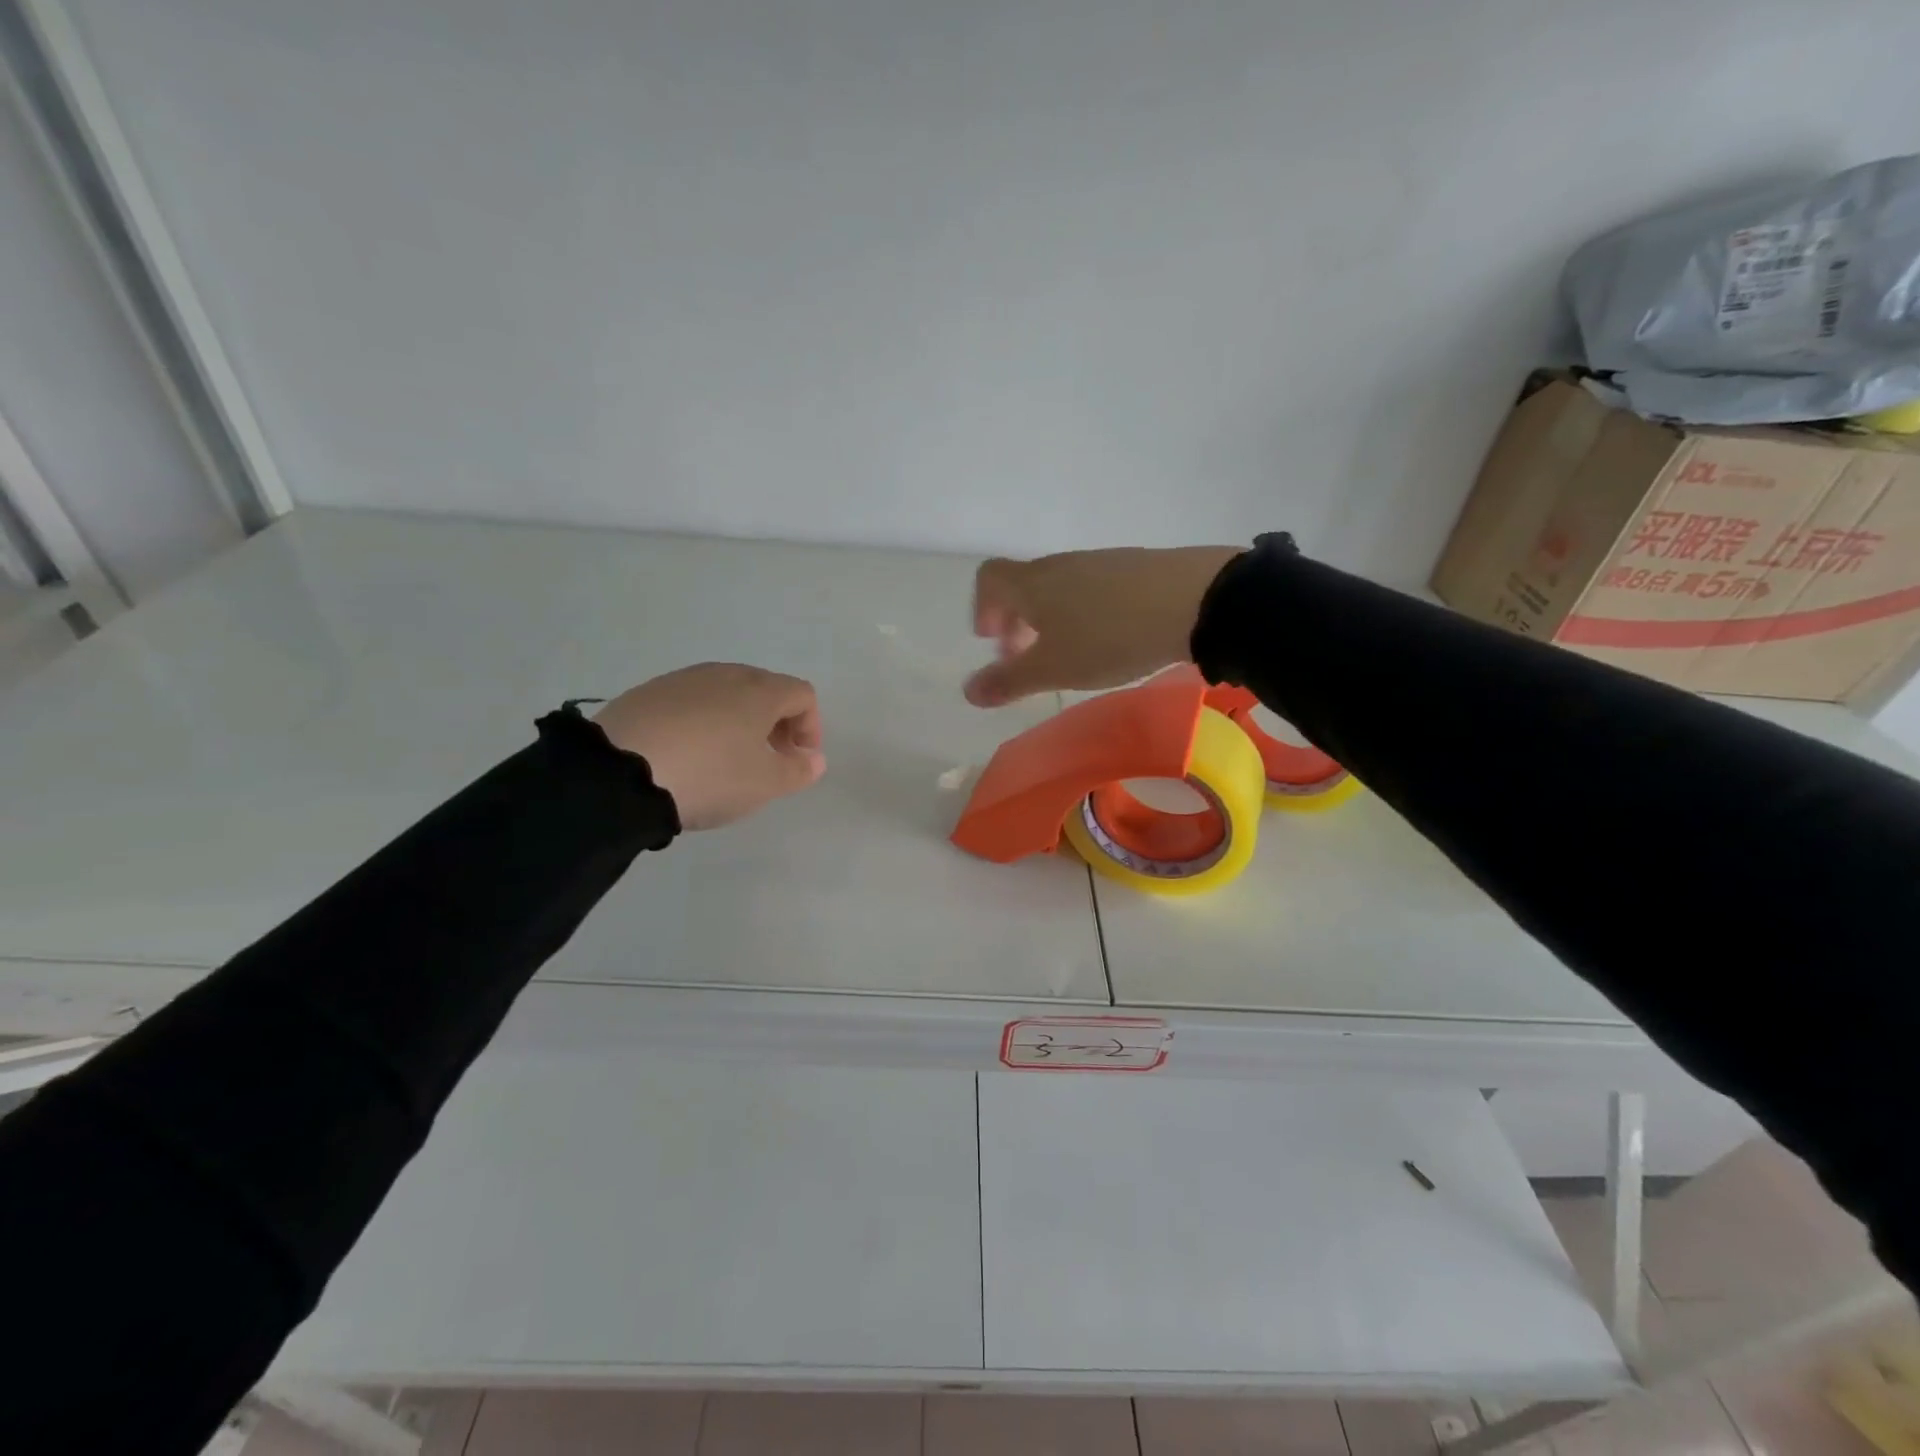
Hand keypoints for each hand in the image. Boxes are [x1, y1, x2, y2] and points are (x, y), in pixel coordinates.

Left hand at [593, 663, 824, 829]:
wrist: (619, 772)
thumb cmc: (710, 775)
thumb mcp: (764, 784)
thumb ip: (798, 770)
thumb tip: (813, 759)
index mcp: (760, 691)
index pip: (802, 694)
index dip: (810, 726)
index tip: (799, 760)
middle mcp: (725, 674)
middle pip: (764, 689)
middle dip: (775, 722)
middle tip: (768, 759)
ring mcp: (683, 680)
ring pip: (725, 693)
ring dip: (738, 721)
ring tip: (726, 758)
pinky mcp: (647, 692)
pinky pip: (690, 702)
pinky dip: (701, 722)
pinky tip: (687, 753)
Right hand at [964, 546, 1241, 705]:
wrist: (1194, 601)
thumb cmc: (1109, 636)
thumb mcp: (1054, 669)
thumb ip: (1009, 680)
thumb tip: (968, 691)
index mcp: (1032, 584)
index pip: (989, 578)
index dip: (983, 608)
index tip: (995, 642)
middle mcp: (1060, 565)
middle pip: (1024, 584)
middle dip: (1017, 621)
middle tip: (1028, 657)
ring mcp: (1100, 562)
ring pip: (1060, 587)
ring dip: (1052, 618)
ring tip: (1072, 654)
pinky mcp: (1134, 567)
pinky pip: (1093, 588)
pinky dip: (1085, 612)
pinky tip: (1111, 639)